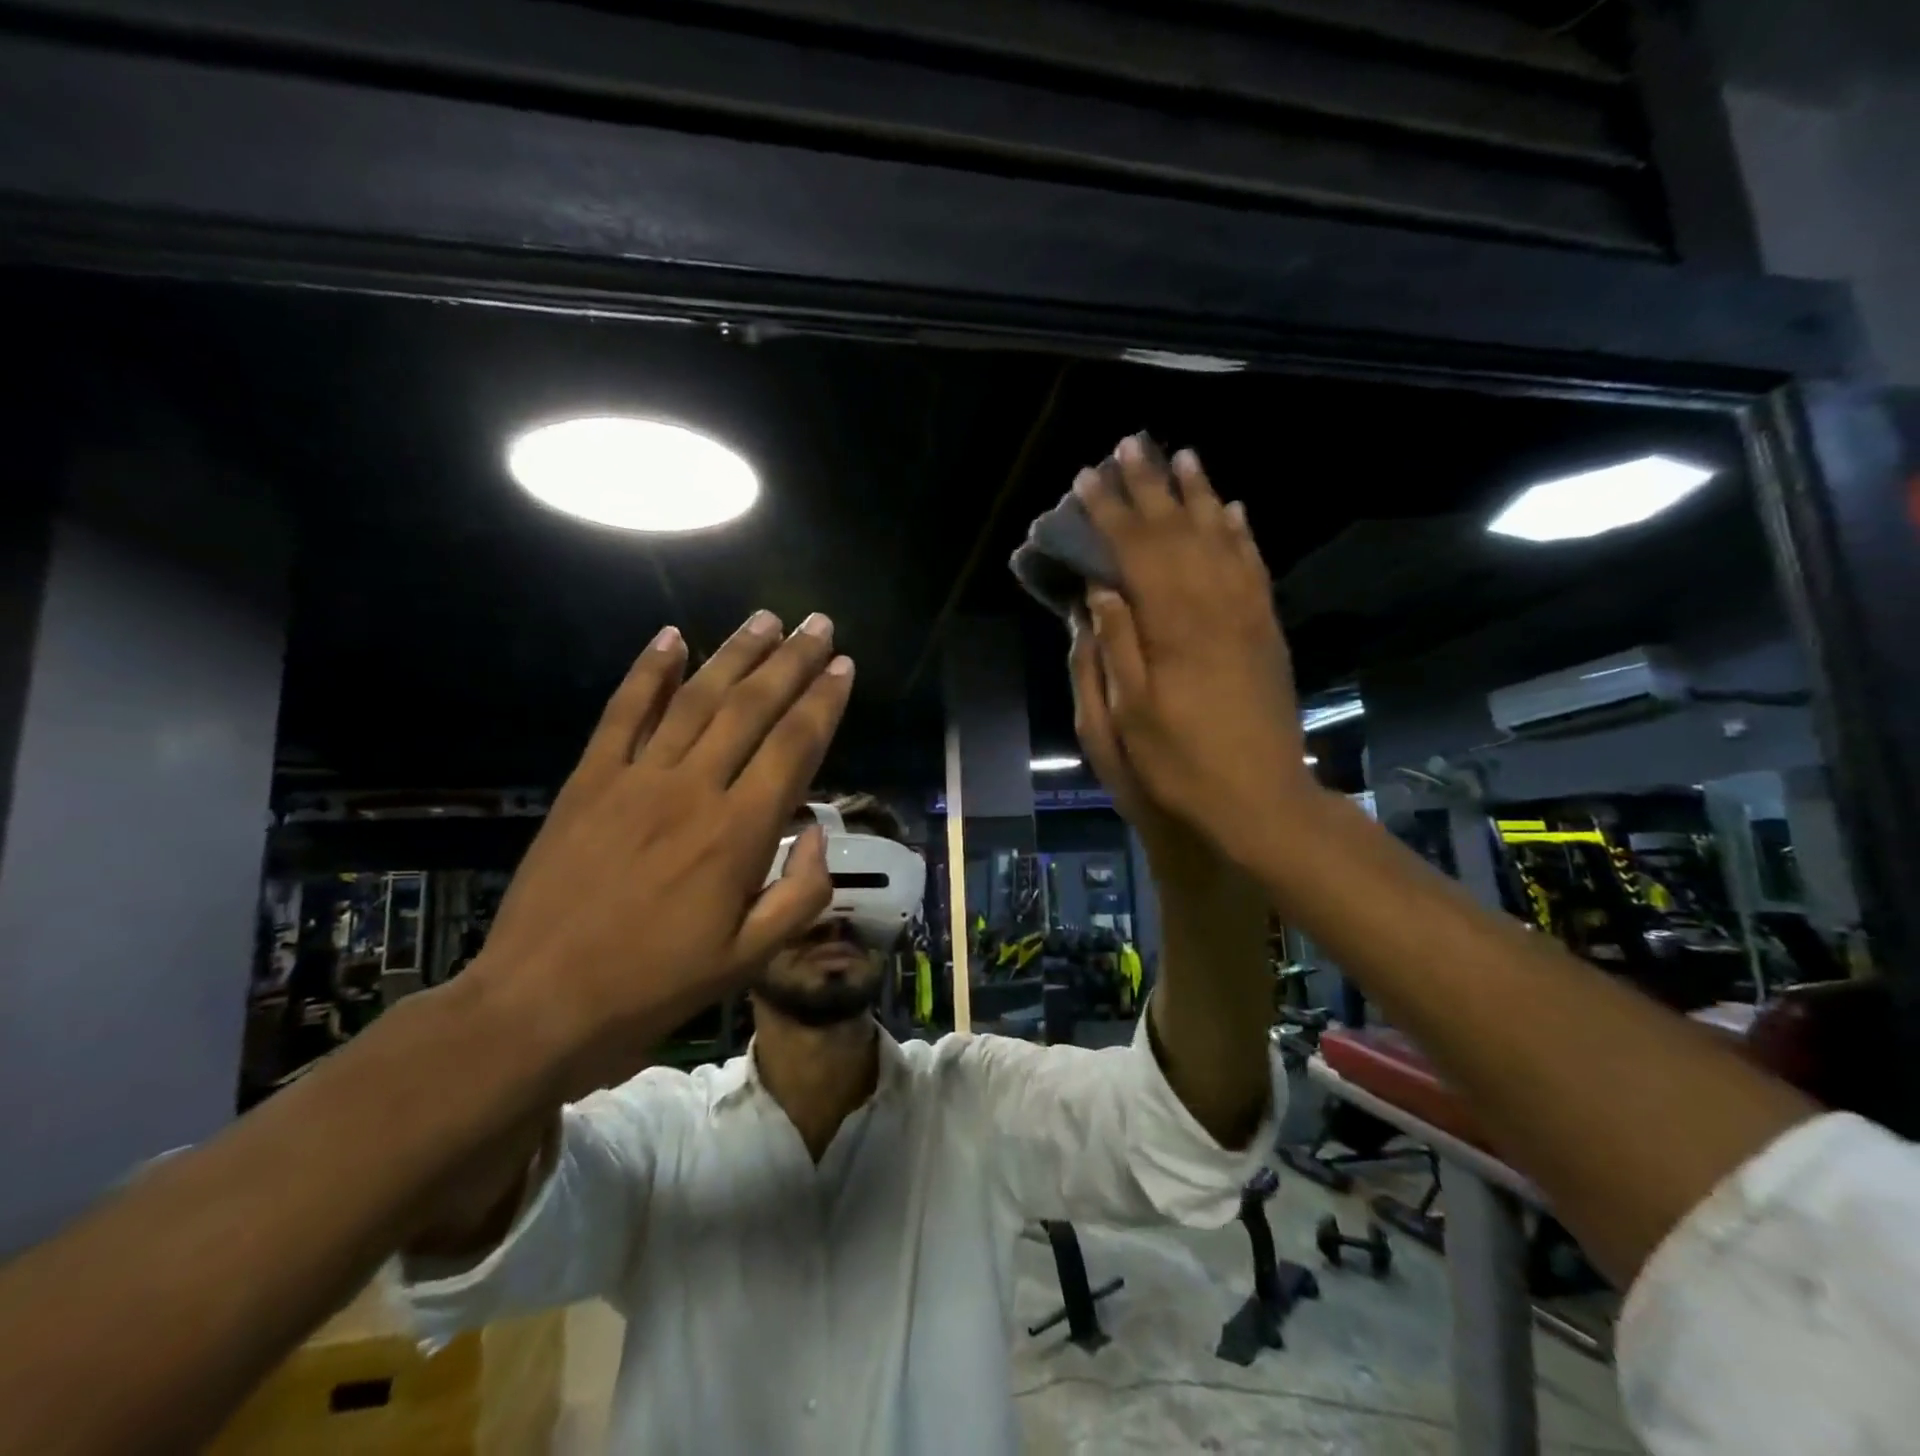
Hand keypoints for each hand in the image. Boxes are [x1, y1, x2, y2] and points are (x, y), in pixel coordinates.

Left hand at [468, 611, 850, 1088]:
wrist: (538, 1005)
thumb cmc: (654, 987)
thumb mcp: (748, 960)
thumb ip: (801, 894)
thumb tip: (819, 833)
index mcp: (739, 834)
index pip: (794, 748)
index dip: (824, 702)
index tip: (844, 666)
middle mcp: (693, 790)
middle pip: (752, 709)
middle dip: (791, 662)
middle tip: (818, 625)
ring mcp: (636, 779)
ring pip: (695, 700)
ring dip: (734, 654)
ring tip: (765, 619)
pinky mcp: (588, 781)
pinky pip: (621, 713)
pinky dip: (647, 672)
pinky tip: (671, 638)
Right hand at [1071, 435, 1314, 870]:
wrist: (1261, 799)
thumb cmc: (1180, 765)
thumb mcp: (1128, 716)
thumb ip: (1115, 647)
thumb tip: (1099, 589)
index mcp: (1171, 628)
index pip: (1135, 552)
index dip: (1108, 513)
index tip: (1085, 479)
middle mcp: (1213, 607)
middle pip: (1177, 532)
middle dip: (1149, 487)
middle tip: (1129, 444)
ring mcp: (1247, 616)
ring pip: (1220, 538)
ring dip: (1199, 495)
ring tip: (1182, 456)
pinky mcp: (1267, 631)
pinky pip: (1254, 567)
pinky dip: (1241, 534)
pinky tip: (1233, 511)